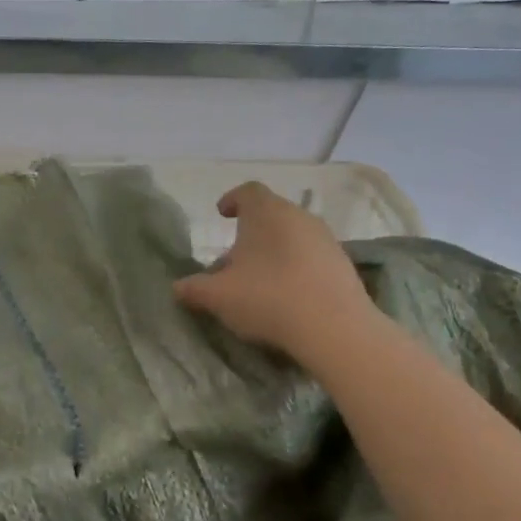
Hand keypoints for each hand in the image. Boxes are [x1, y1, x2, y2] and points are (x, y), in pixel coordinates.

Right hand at [173, 182, 378, 361]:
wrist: (334, 328)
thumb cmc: (267, 298)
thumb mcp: (217, 297)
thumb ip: (194, 289)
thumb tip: (177, 288)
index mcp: (266, 213)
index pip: (248, 191)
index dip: (232, 199)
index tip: (221, 214)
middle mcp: (298, 217)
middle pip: (270, 215)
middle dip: (249, 233)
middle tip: (232, 260)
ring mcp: (326, 239)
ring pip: (292, 236)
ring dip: (273, 251)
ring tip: (258, 281)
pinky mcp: (343, 264)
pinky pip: (311, 257)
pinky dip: (295, 267)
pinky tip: (287, 295)